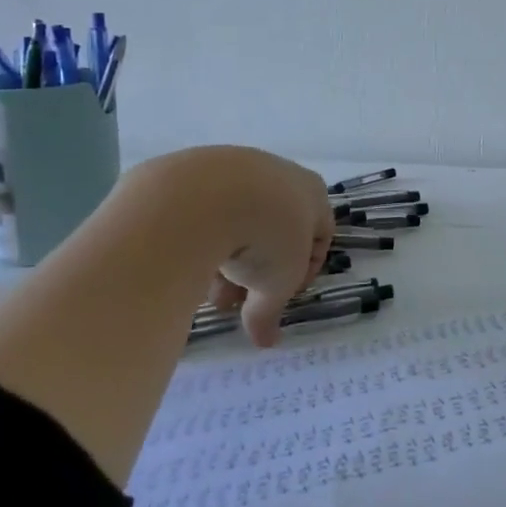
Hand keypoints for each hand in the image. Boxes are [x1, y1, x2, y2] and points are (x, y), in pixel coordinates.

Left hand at [136, 147, 336, 347]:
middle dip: (256, 269)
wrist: (204, 196)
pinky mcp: (195, 168)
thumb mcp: (276, 285)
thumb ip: (271, 311)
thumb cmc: (264, 237)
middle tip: (236, 298)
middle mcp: (278, 172)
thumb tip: (266, 341)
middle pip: (273, 227)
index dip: (303, 270)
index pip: (320, 233)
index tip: (282, 295)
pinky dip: (199, 234)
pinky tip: (185, 258)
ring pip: (236, 218)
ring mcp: (235, 164)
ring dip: (226, 255)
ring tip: (204, 288)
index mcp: (312, 192)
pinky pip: (203, 208)